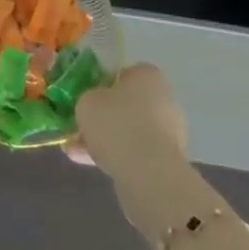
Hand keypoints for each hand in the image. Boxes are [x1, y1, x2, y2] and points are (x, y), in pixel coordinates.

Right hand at [67, 63, 187, 172]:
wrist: (148, 175)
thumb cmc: (117, 124)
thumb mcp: (87, 100)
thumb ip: (89, 98)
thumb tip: (94, 105)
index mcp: (149, 75)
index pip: (124, 74)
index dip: (103, 85)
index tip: (88, 98)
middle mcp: (165, 100)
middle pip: (129, 105)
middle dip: (106, 116)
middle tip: (83, 125)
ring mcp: (170, 133)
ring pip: (131, 132)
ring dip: (108, 140)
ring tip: (78, 150)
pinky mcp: (168, 162)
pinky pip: (137, 154)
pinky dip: (116, 157)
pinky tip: (89, 164)